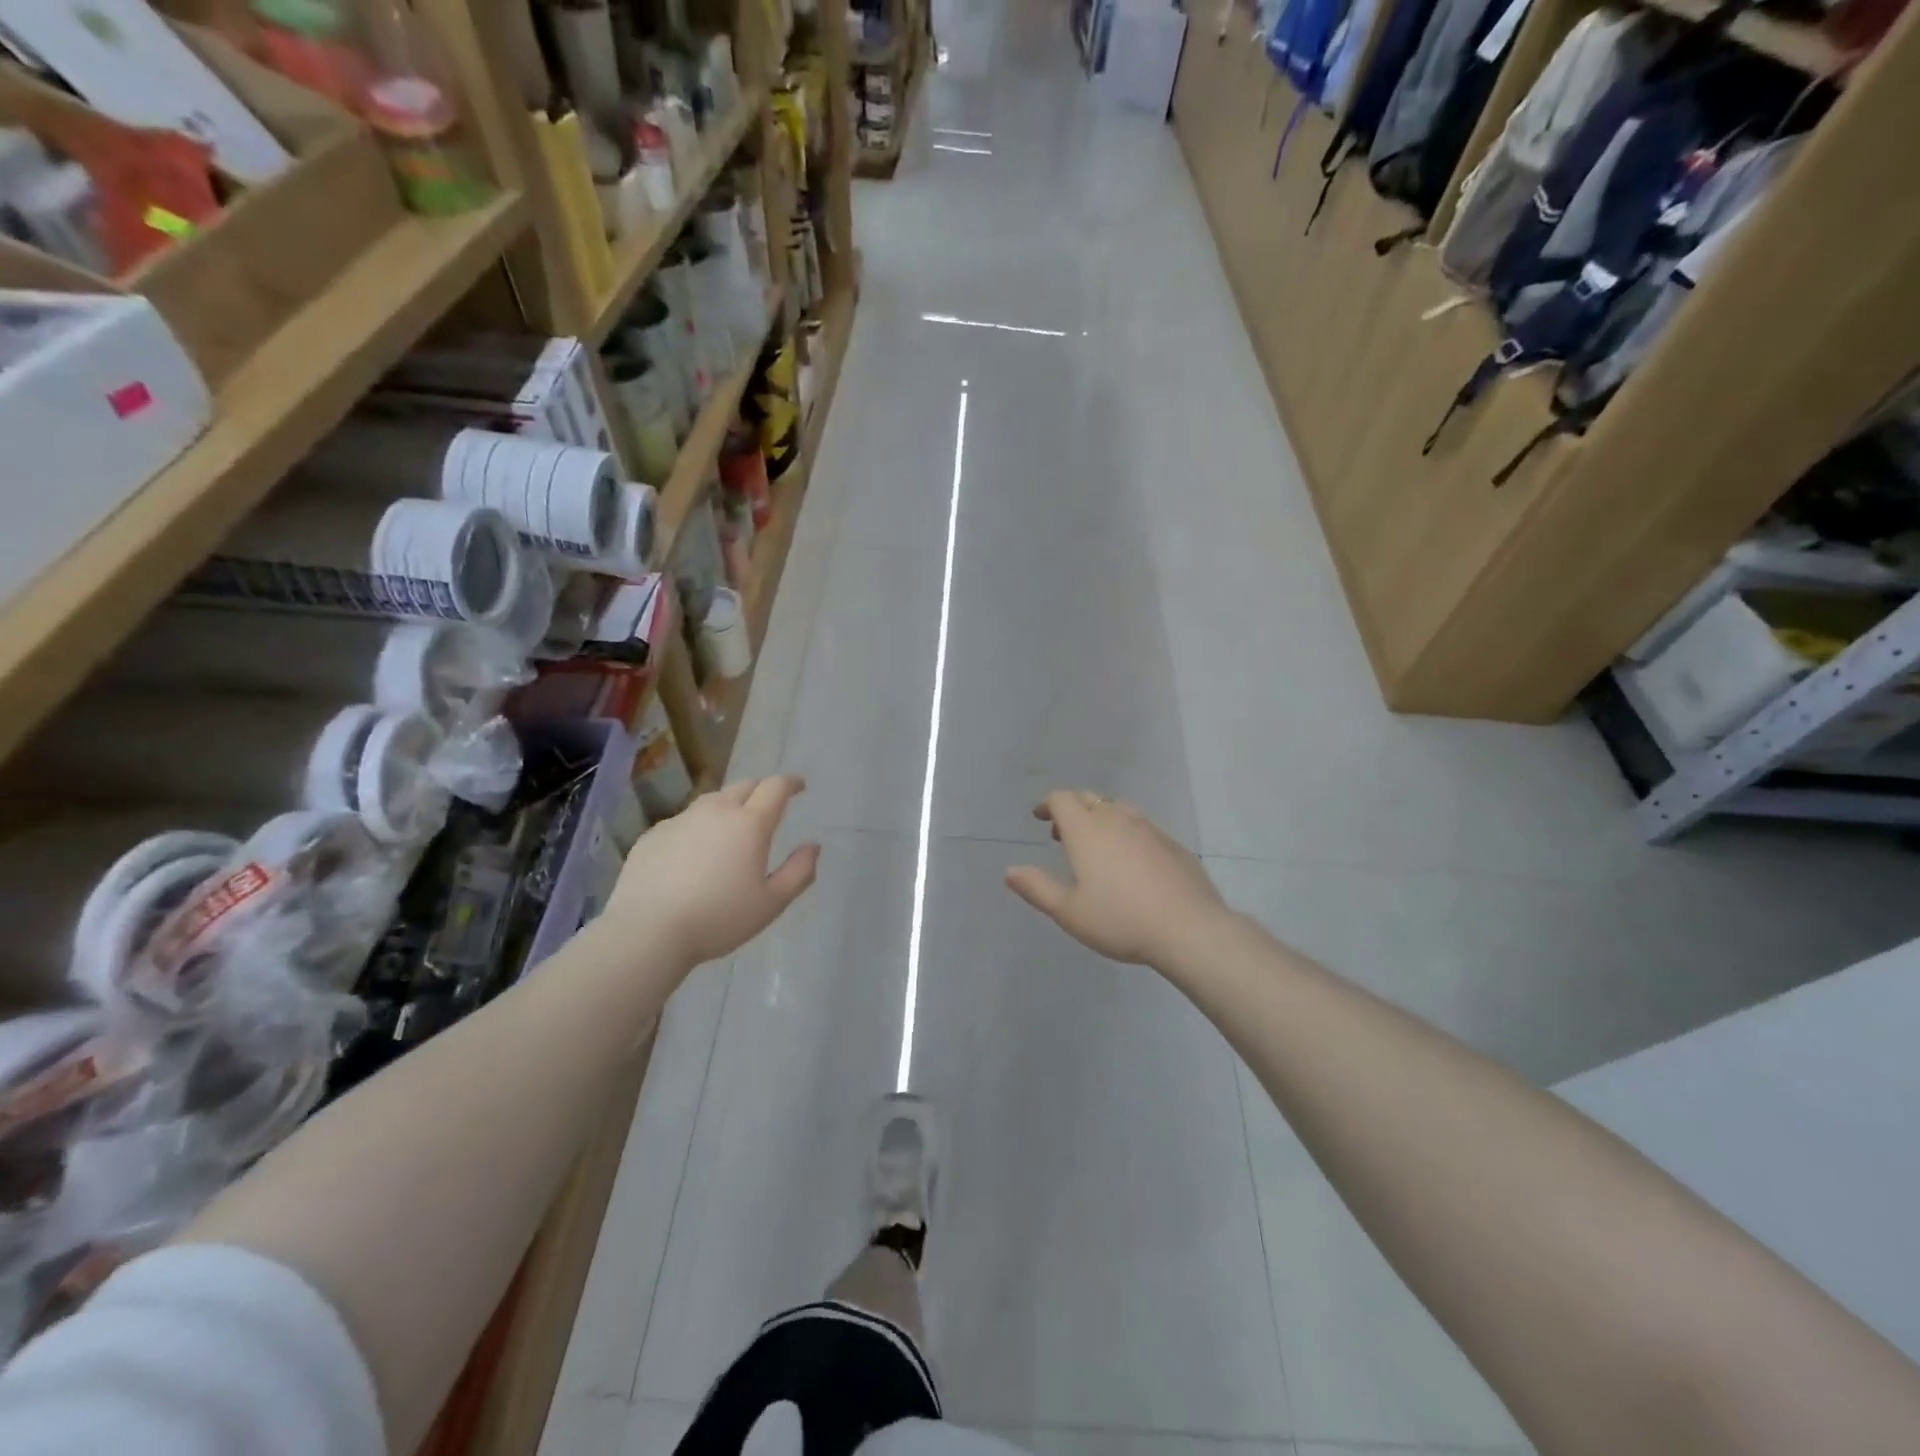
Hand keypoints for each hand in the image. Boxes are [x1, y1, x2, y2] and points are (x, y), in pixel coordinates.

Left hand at [604, 775, 819, 971]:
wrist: (647, 931)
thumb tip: (813, 847)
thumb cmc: (718, 918)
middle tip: (768, 806)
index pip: (775, 787)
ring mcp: (680, 820)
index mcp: (750, 824)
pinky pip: (683, 821)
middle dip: (761, 790)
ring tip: (731, 826)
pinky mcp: (653, 835)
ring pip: (711, 801)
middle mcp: (716, 812)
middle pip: (743, 786)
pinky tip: (694, 852)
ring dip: (728, 805)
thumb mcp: (771, 903)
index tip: (799, 786)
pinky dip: (698, 827)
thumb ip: (799, 872)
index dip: (790, 783)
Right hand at [1004, 791, 1227, 967]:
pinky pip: (1142, 827)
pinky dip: (1126, 833)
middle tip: (1060, 831)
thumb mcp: (1069, 912)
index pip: (1062, 799)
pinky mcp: (1172, 845)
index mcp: (1087, 830)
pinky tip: (1130, 862)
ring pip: (1118, 810)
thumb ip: (1037, 888)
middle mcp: (1117, 820)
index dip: (1048, 804)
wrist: (1188, 929)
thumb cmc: (1120, 920)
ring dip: (1100, 819)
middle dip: (1072, 808)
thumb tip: (1010, 871)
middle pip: (1090, 799)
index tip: (1040, 816)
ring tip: (1094, 846)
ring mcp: (1149, 829)